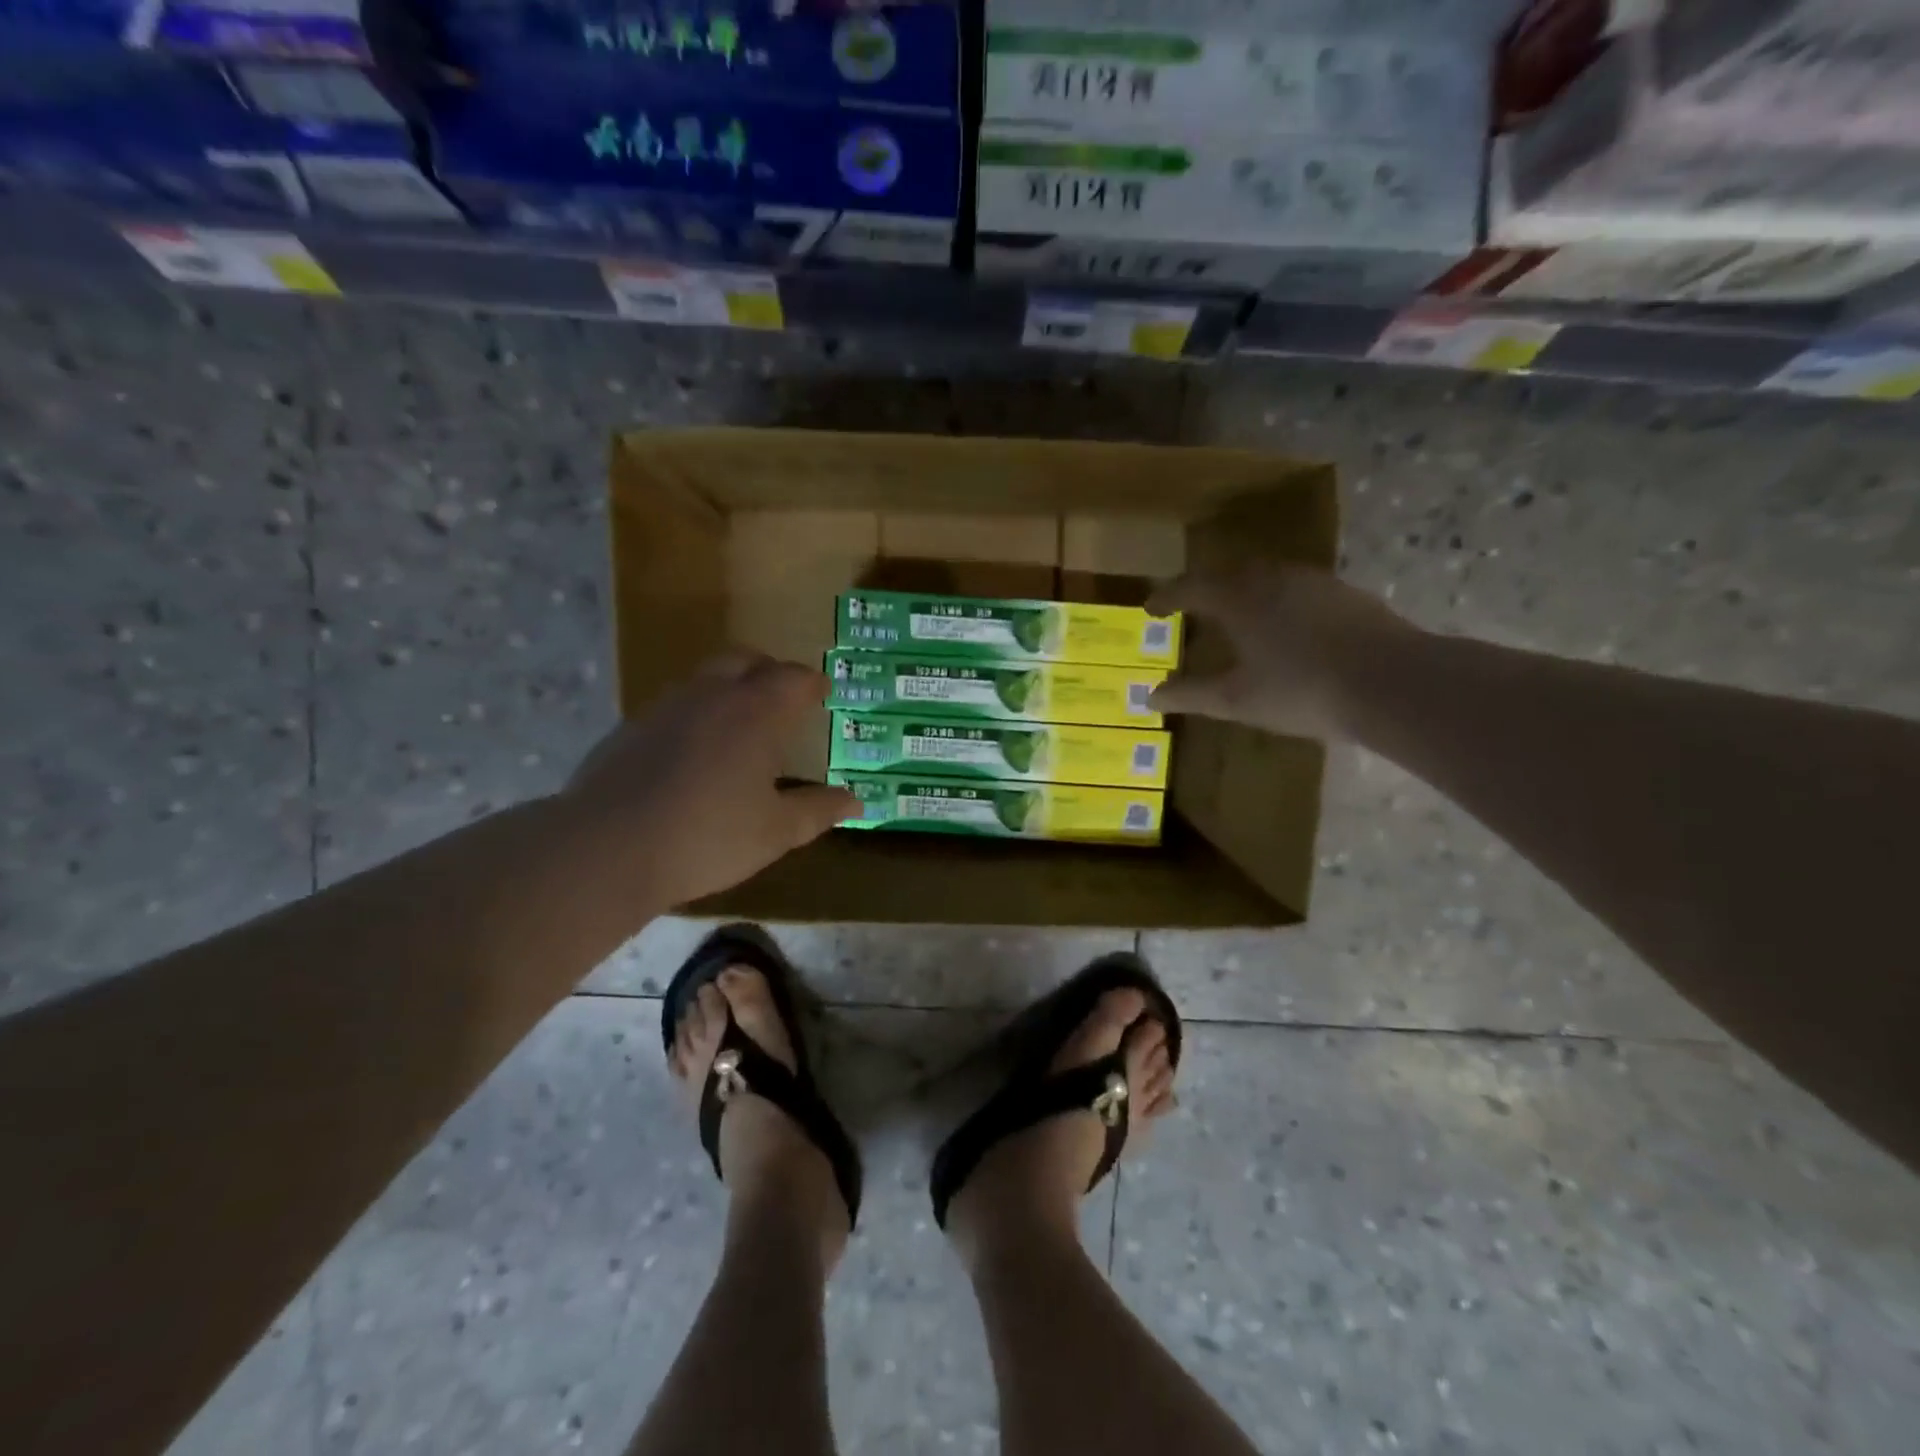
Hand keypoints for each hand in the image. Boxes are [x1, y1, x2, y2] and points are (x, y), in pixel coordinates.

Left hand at [562, 654, 856, 909]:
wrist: (607, 849)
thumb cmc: (708, 836)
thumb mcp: (776, 831)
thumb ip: (819, 810)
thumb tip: (857, 800)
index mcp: (755, 712)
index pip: (792, 678)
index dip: (812, 683)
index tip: (823, 692)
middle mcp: (711, 696)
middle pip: (745, 660)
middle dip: (769, 670)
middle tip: (784, 695)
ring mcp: (664, 708)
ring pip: (704, 678)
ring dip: (729, 687)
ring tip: (741, 722)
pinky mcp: (630, 729)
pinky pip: (674, 706)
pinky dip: (696, 714)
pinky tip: (694, 752)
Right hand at [1148, 566, 1414, 741]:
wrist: (1393, 682)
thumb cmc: (1301, 690)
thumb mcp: (1236, 700)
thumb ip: (1190, 694)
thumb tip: (1149, 696)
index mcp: (1238, 598)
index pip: (1190, 587)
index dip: (1166, 597)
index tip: (1150, 608)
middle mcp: (1272, 578)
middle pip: (1228, 573)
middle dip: (1204, 588)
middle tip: (1191, 607)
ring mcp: (1313, 581)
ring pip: (1265, 576)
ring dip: (1243, 591)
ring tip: (1235, 614)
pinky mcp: (1345, 593)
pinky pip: (1295, 587)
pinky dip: (1276, 600)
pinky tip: (1284, 625)